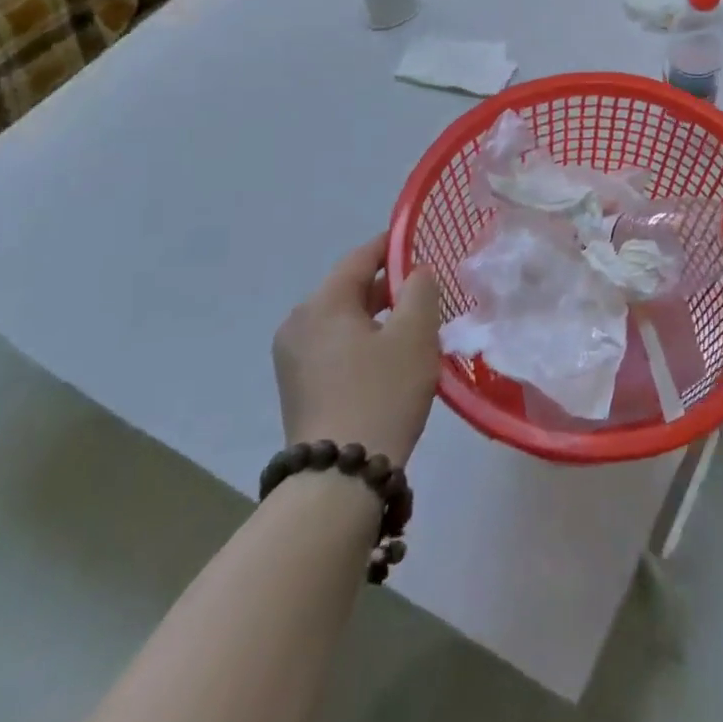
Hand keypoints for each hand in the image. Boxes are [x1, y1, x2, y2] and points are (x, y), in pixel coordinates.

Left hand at [272, 234, 440, 463]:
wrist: (340, 478)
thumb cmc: (383, 392)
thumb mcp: (415, 333)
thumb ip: (420, 290)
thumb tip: (416, 273)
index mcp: (322, 303)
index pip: (362, 257)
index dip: (395, 246)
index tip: (426, 244)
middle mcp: (299, 324)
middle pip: (350, 288)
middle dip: (390, 285)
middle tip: (430, 290)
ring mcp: (293, 357)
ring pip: (344, 318)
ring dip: (378, 315)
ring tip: (416, 325)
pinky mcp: (298, 385)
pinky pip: (336, 345)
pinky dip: (363, 340)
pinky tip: (392, 357)